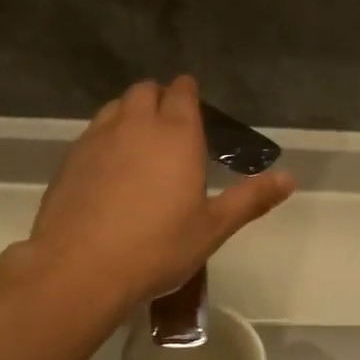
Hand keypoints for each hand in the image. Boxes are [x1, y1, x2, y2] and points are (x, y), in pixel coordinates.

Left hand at [28, 76, 294, 307]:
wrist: (81, 267)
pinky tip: (109, 170)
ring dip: (129, 114)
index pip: (182, 93)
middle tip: (169, 125)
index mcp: (176, 135)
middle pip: (145, 91)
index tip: (193, 103)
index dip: (188, 94)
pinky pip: (92, 135)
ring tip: (139, 144)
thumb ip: (250, 199)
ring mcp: (97, 140)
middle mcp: (135, 125)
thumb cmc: (157, 248)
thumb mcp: (213, 228)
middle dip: (158, 98)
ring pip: (114, 108)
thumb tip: (290, 178)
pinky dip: (105, 140)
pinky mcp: (70, 160)